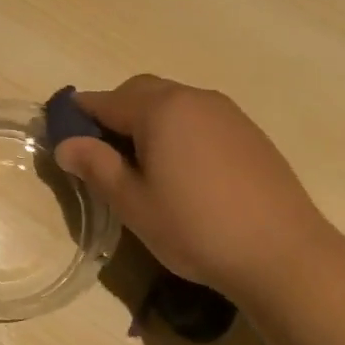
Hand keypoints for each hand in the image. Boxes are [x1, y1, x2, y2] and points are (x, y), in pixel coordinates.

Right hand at [52, 75, 329, 298]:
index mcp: (160, 109)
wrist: (282, 252)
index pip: (106, 100)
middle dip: (115, 112)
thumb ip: (96, 166)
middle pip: (141, 92)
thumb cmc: (195, 228)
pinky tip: (183, 170)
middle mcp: (194, 98)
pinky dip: (179, 131)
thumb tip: (66, 144)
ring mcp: (227, 113)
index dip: (79, 114)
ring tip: (142, 165)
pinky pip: (200, 119)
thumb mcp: (133, 203)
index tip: (62, 133)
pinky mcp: (249, 132)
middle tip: (102, 153)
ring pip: (173, 103)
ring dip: (148, 121)